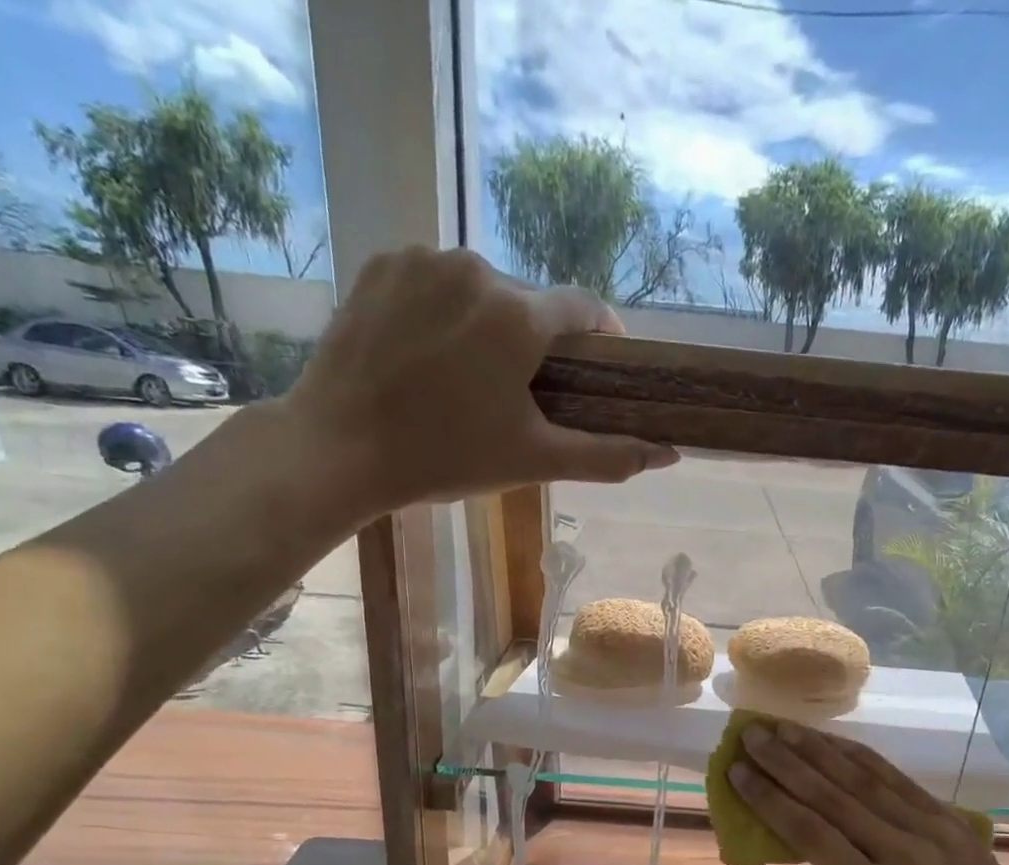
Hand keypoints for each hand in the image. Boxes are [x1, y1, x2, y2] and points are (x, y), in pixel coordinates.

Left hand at [272, 247, 678, 526]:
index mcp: (519, 316)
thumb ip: (607, 455)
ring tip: (464, 379)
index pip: (585, 309)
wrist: (339, 448)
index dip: (599, 340)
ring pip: (480, 290)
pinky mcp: (381, 263)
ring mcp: (422, 259)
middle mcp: (476, 268)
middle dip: (534, 344)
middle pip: (529, 303)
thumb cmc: (445, 458)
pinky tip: (425, 354)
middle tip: (517, 396)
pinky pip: (433, 281)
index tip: (595, 371)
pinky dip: (442, 311)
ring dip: (486, 326)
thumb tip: (670, 455)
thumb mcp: (534, 460)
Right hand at [728, 720, 1008, 864]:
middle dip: (784, 762)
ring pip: (862, 779)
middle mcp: (902, 853)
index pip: (811, 834)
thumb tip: (813, 832)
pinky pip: (895, 778)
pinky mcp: (948, 815)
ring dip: (817, 749)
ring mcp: (930, 828)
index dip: (770, 799)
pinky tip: (831, 741)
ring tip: (782, 727)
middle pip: (831, 797)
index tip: (737, 772)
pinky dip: (858, 756)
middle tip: (750, 735)